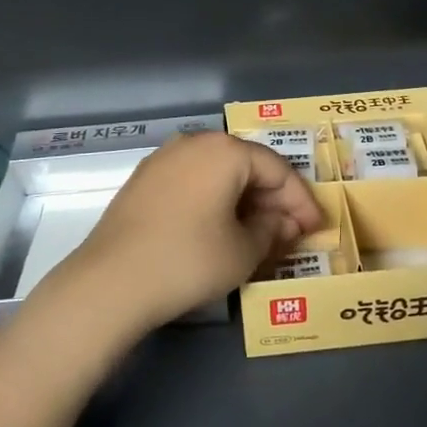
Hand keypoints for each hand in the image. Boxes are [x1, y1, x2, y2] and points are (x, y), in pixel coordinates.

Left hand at [63, 132, 323, 333]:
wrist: (110, 283)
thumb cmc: (189, 261)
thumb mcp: (243, 251)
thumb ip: (272, 230)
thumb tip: (281, 222)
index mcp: (225, 150)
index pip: (277, 170)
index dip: (302, 201)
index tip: (317, 229)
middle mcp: (194, 142)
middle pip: (247, 167)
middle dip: (273, 200)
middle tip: (291, 233)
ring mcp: (164, 159)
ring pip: (219, 174)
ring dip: (244, 201)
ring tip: (259, 234)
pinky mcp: (144, 181)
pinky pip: (193, 183)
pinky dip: (215, 202)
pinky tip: (221, 229)